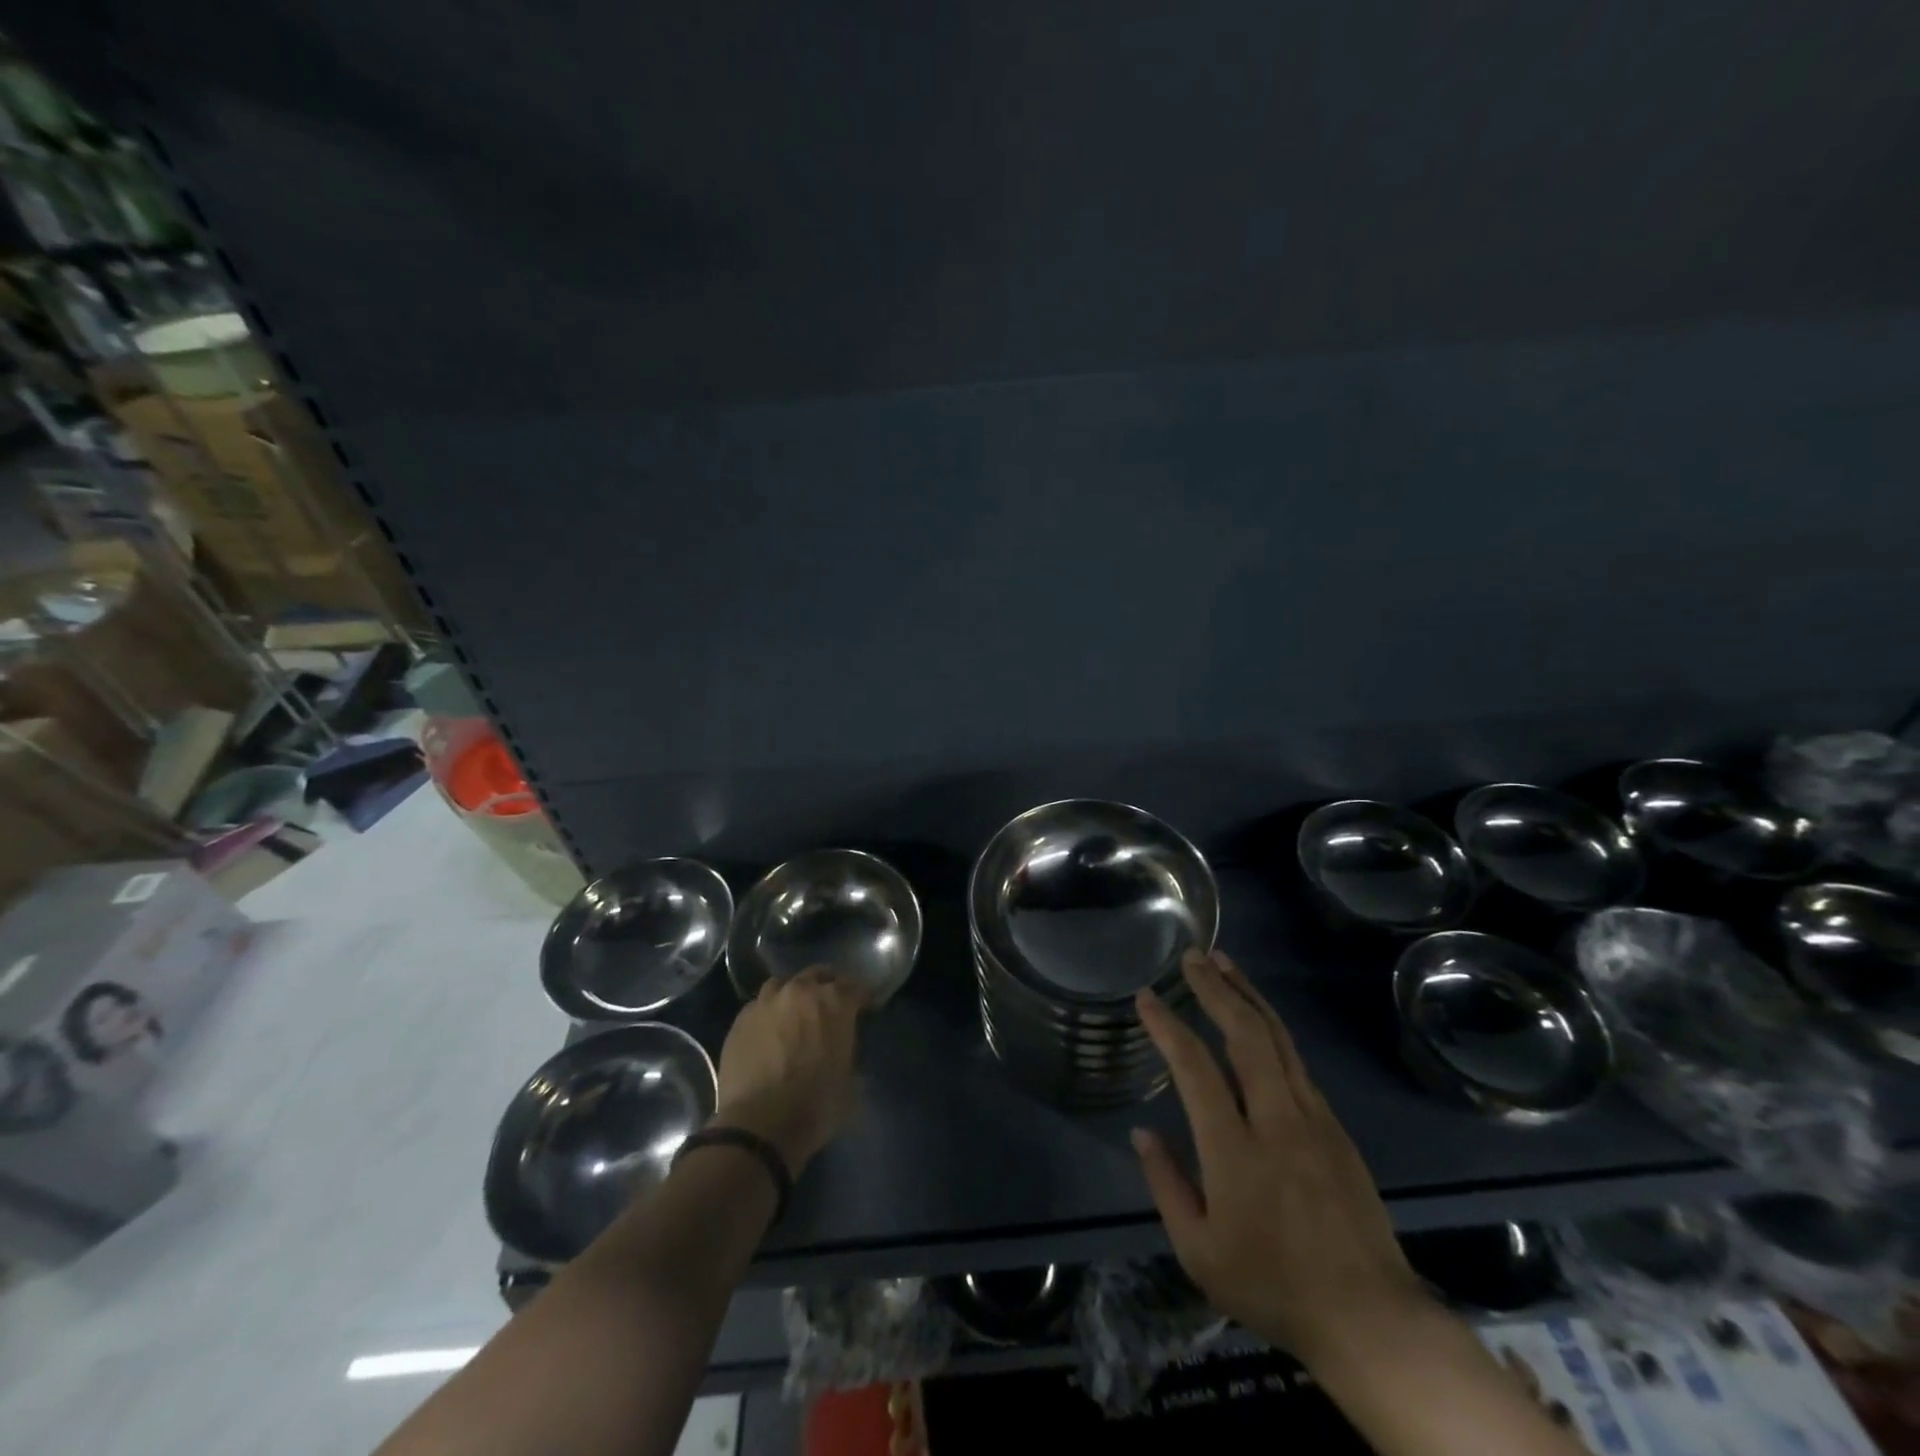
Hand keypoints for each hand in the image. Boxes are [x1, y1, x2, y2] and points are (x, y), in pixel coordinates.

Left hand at [712, 967, 864, 1172]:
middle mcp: (801, 991)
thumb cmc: (816, 1105)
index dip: (861, 998)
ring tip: (794, 1013)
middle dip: (827, 987)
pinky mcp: (741, 1019)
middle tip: (829, 1007)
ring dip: (793, 994)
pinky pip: (759, 1005)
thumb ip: (849, 1051)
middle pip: (818, 975)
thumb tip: (844, 1048)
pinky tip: (769, 1030)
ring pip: (784, 984)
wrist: (759, 1125)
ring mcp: (767, 1002)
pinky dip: (769, 1012)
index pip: (855, 986)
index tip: (864, 1009)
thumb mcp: (851, 1081)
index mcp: (835, 1002)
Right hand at [1133, 949, 1430, 1362]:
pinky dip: (1271, 1027)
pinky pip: (1297, 1061)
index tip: (1147, 997)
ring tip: (1223, 963)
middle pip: (1245, 1034)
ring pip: (1277, 1038)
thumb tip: (1142, 1133)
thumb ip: (1166, 1185)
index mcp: (1235, 1150)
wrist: (1370, 1319)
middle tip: (1192, 955)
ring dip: (1247, 994)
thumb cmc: (1272, 1286)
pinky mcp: (1335, 1127)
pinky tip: (1257, 1017)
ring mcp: (1312, 1119)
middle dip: (1215, 988)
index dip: (1167, 1026)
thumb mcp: (1198, 1253)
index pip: (1195, 1068)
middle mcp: (1276, 1120)